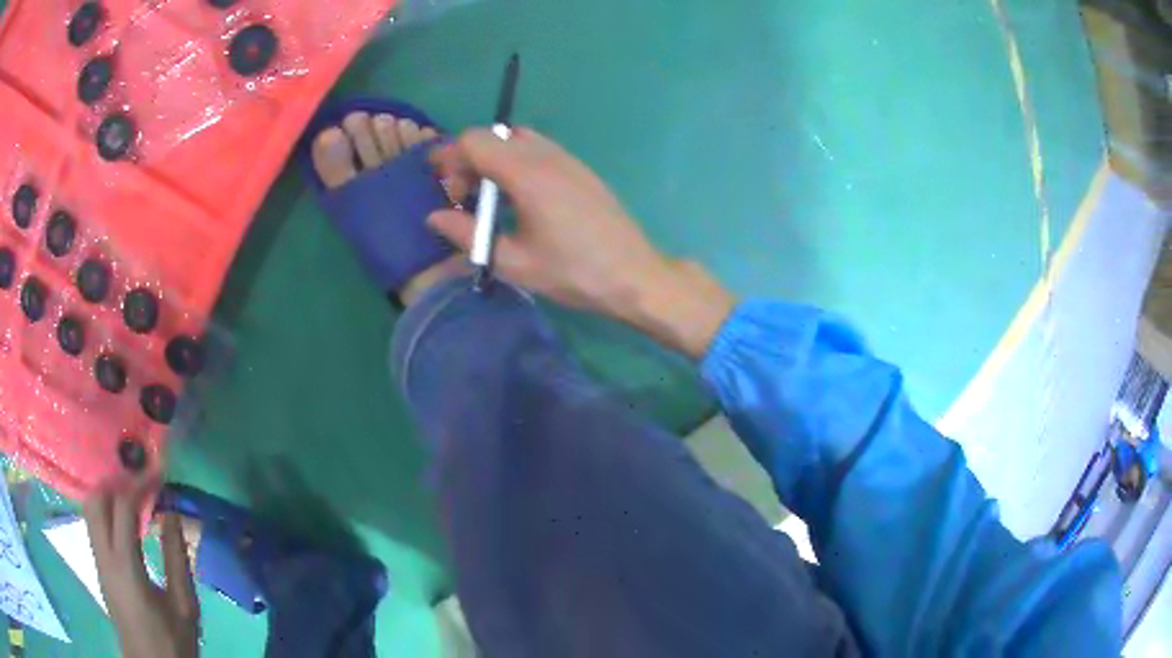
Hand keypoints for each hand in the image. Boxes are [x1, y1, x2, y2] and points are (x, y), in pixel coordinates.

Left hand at [83, 481, 198, 657]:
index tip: (158, 472)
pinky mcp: (98, 566)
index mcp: (125, 566)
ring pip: (90, 508)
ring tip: (131, 493)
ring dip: (108, 492)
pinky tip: (123, 517)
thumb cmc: (172, 641)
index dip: (140, 483)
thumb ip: (178, 559)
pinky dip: (105, 508)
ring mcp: (97, 560)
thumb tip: (172, 514)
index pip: (124, 507)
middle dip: (116, 481)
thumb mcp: (184, 607)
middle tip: (140, 479)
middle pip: (96, 498)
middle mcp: (104, 555)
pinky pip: (94, 523)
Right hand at [429, 128, 735, 357]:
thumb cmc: (574, 273)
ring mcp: (568, 159)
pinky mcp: (581, 168)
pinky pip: (539, 148)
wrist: (635, 275)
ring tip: (489, 196)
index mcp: (528, 174)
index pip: (475, 141)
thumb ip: (468, 235)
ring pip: (517, 138)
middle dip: (468, 158)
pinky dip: (516, 160)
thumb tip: (434, 217)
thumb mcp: (514, 262)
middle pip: (494, 135)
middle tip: (462, 196)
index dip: (449, 156)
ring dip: (493, 157)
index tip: (438, 182)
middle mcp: (547, 156)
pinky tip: (519, 196)